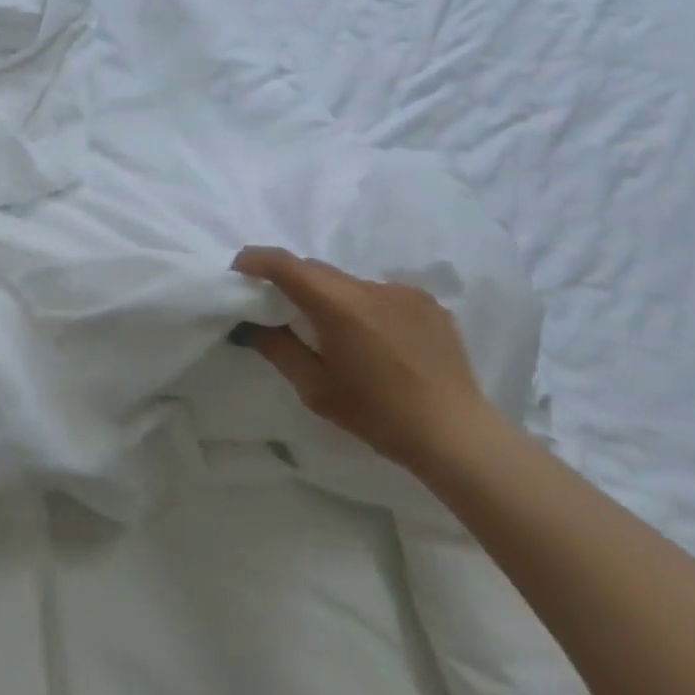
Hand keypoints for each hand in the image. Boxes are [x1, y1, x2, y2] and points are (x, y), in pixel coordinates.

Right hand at [231, 246, 496, 475]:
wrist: (455, 433)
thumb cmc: (377, 415)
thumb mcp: (316, 389)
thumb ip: (278, 349)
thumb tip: (251, 325)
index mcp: (337, 305)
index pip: (284, 264)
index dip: (255, 260)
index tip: (239, 271)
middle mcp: (368, 286)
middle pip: (316, 270)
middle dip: (292, 282)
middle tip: (281, 310)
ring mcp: (402, 291)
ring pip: (350, 283)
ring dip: (334, 298)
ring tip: (339, 336)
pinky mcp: (427, 301)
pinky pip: (383, 294)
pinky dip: (368, 308)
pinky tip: (379, 343)